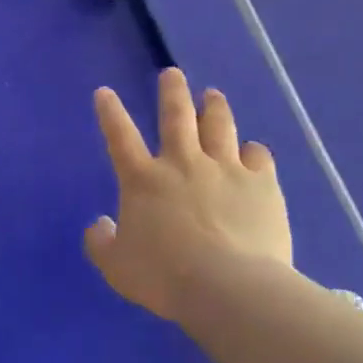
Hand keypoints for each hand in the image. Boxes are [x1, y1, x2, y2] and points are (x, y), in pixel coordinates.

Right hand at [83, 70, 291, 324]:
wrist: (230, 288)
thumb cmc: (165, 278)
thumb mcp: (116, 267)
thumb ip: (101, 243)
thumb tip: (100, 225)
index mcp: (143, 180)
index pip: (119, 136)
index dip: (109, 112)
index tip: (104, 92)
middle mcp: (182, 163)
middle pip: (176, 116)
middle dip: (172, 92)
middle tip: (172, 73)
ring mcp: (225, 169)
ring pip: (219, 126)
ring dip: (214, 107)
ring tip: (213, 95)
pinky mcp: (261, 184)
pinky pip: (258, 156)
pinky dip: (253, 151)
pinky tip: (252, 150)